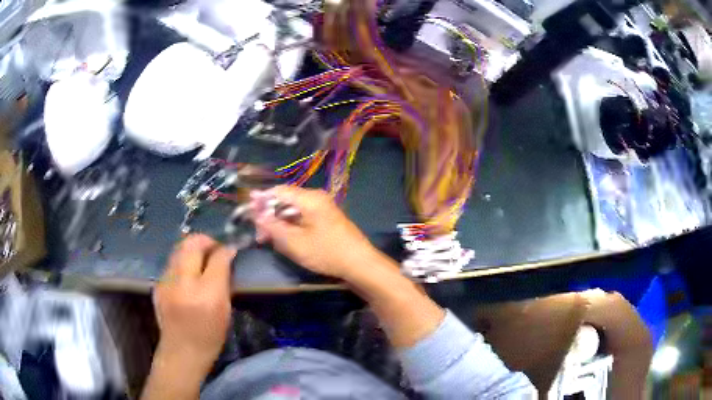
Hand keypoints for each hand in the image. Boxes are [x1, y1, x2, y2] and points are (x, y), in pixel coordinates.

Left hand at [153, 234, 235, 372]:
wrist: (182, 351)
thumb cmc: (210, 335)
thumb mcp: (225, 310)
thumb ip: (224, 281)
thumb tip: (227, 256)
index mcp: (206, 294)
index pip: (217, 258)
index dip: (225, 249)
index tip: (229, 248)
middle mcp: (183, 283)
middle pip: (191, 244)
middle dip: (205, 240)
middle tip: (213, 248)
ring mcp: (166, 282)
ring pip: (178, 250)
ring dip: (191, 250)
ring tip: (200, 260)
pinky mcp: (157, 284)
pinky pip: (171, 264)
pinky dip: (181, 263)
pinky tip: (186, 276)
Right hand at [250, 186, 375, 278]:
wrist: (359, 263)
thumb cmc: (326, 252)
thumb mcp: (295, 243)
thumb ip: (274, 227)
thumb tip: (257, 215)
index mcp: (310, 199)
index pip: (280, 191)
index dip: (262, 198)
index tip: (248, 207)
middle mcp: (316, 198)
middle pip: (286, 200)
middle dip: (269, 214)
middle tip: (257, 230)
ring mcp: (323, 208)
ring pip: (294, 210)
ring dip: (279, 221)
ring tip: (267, 238)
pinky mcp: (326, 219)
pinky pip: (303, 217)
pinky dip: (291, 225)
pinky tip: (283, 238)